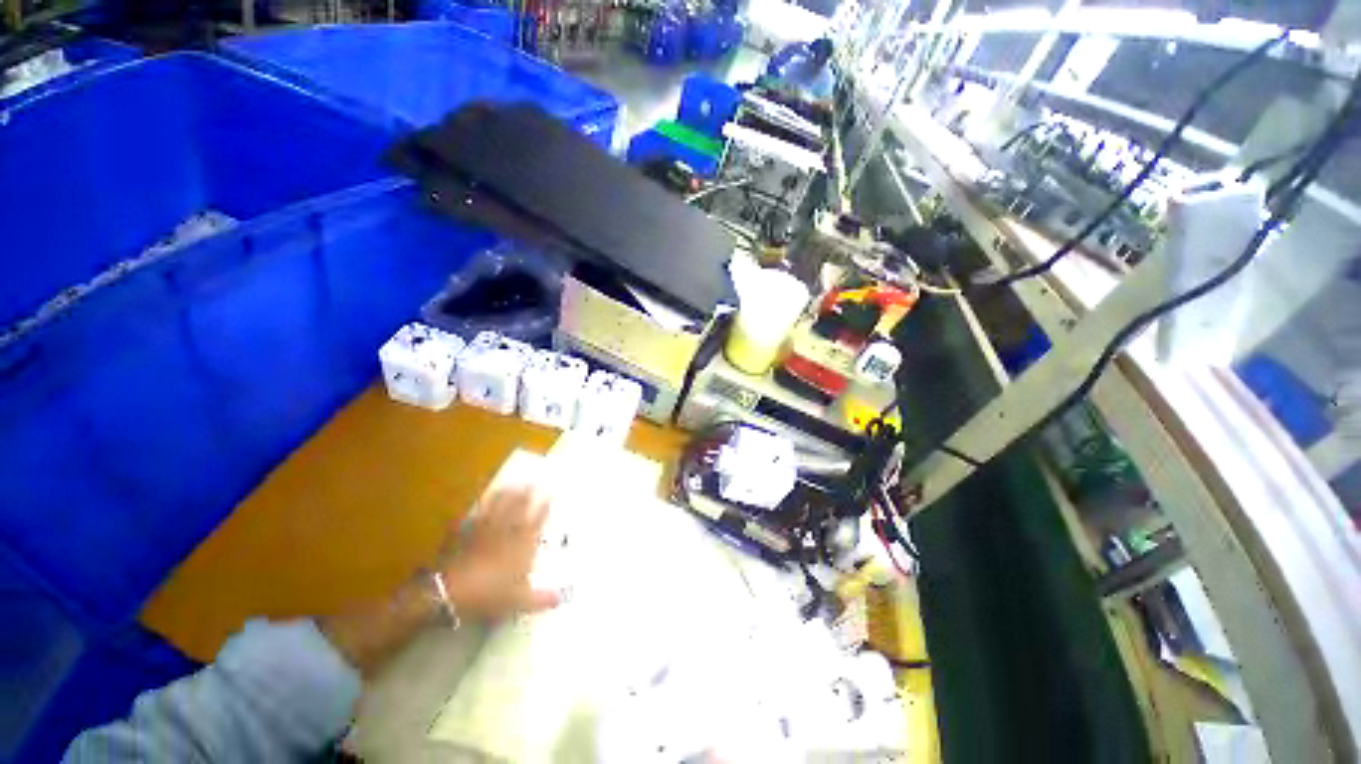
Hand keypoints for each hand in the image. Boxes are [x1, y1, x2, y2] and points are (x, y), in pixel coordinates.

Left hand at [436, 483, 560, 619]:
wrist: (449, 590)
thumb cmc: (489, 594)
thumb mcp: (518, 601)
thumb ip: (540, 599)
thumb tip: (562, 599)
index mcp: (522, 543)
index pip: (537, 520)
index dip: (545, 507)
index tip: (551, 495)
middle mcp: (506, 531)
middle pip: (518, 507)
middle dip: (526, 494)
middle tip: (532, 483)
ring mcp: (484, 529)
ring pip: (497, 507)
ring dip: (505, 495)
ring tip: (510, 485)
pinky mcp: (463, 533)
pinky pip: (474, 516)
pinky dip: (478, 510)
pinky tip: (479, 505)